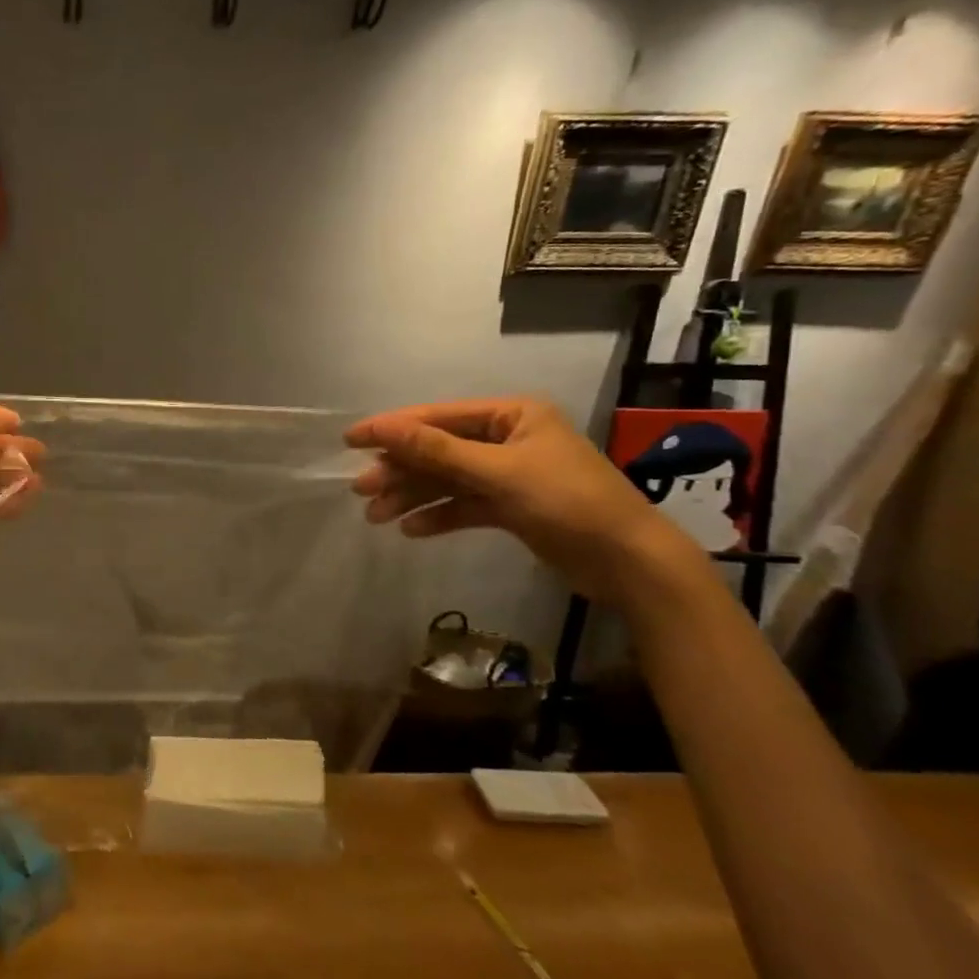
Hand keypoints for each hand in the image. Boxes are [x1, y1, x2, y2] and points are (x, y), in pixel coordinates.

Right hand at [345, 397, 703, 604]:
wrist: (629, 563)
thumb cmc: (567, 502)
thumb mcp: (497, 472)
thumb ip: (436, 450)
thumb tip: (382, 427)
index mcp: (511, 415)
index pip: (437, 417)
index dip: (392, 428)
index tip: (350, 440)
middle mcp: (507, 438)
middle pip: (438, 450)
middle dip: (400, 470)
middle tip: (361, 490)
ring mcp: (508, 473)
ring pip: (447, 480)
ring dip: (412, 496)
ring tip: (376, 518)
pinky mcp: (510, 507)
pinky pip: (463, 505)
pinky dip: (438, 515)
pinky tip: (412, 529)